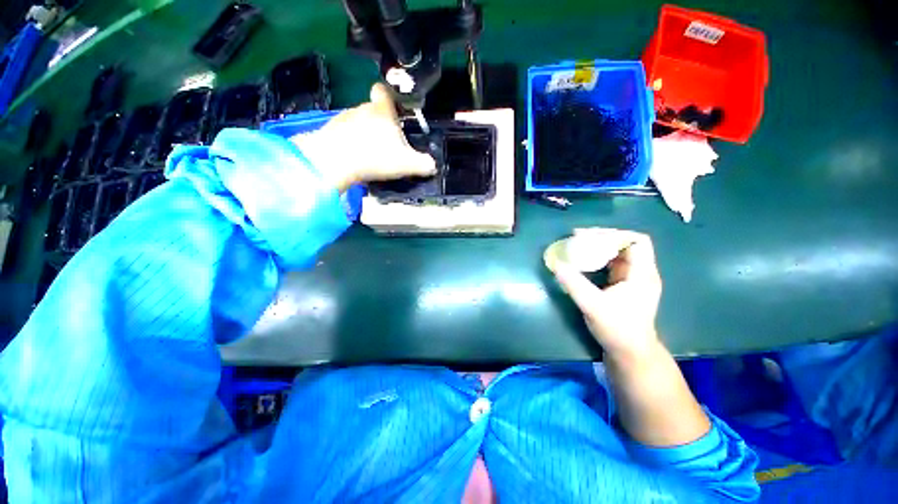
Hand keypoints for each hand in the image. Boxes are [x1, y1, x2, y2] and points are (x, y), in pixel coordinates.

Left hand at [291, 84, 436, 191]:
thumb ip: (424, 164)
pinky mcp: (330, 130)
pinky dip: (351, 142)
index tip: (393, 110)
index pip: (384, 91)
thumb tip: (433, 165)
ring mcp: (344, 118)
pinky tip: (355, 159)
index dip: (389, 97)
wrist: (335, 162)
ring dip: (365, 134)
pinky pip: (345, 133)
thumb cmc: (376, 157)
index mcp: (382, 111)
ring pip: (359, 122)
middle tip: (387, 146)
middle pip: (373, 110)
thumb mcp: (407, 164)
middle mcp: (362, 108)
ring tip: (370, 155)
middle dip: (380, 124)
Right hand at [549, 228, 662, 362]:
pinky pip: (610, 264)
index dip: (614, 233)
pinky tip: (582, 261)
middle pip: (625, 244)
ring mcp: (632, 279)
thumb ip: (573, 283)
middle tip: (576, 237)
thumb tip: (555, 263)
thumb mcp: (593, 305)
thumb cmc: (617, 330)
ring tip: (577, 246)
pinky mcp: (623, 286)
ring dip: (597, 247)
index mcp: (642, 274)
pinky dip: (596, 258)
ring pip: (616, 254)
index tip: (588, 235)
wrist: (630, 354)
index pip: (637, 241)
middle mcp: (640, 273)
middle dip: (601, 238)